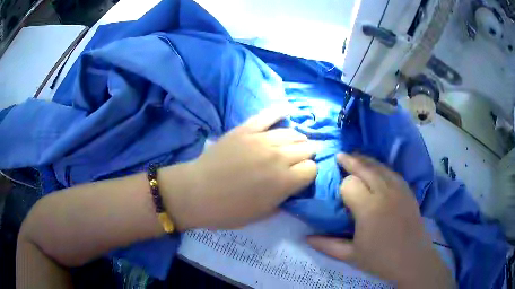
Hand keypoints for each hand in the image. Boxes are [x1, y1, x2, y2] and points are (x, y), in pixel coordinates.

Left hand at [163, 108, 317, 229]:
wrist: (196, 193)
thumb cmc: (228, 211)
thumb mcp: (263, 214)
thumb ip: (284, 198)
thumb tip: (293, 186)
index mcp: (284, 181)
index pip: (312, 169)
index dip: (309, 173)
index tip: (301, 178)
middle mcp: (278, 156)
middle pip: (306, 147)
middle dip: (308, 155)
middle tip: (300, 160)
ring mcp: (261, 139)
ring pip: (292, 132)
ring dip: (297, 139)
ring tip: (294, 143)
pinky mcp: (245, 130)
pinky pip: (267, 115)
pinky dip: (279, 111)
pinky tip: (287, 110)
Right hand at [307, 154, 453, 288]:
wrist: (412, 259)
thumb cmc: (380, 259)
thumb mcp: (350, 256)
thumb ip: (327, 245)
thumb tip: (306, 238)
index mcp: (368, 209)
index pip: (349, 184)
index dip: (342, 187)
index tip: (339, 195)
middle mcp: (384, 193)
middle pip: (365, 168)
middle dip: (351, 161)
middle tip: (340, 156)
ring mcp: (399, 189)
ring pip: (380, 166)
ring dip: (366, 160)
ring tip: (356, 157)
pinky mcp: (408, 191)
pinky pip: (392, 172)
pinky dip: (381, 167)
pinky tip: (377, 169)